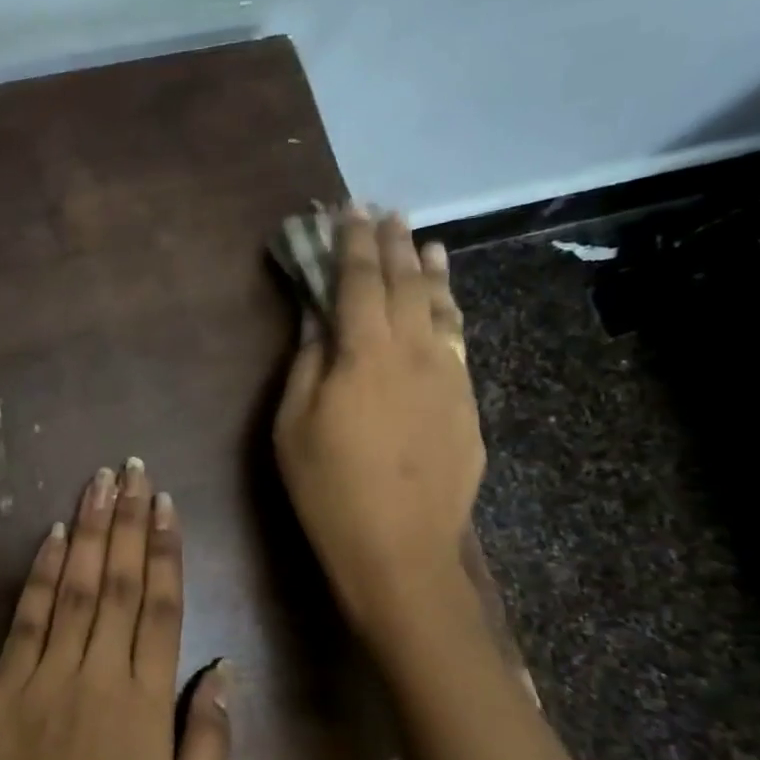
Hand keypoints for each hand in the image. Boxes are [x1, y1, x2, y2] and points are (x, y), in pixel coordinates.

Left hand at [0, 459, 231, 759]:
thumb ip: (207, 738)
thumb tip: (224, 667)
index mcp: (146, 704)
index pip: (162, 607)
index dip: (165, 550)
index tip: (165, 504)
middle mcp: (99, 675)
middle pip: (120, 582)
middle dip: (127, 521)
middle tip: (132, 469)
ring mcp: (47, 677)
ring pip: (76, 587)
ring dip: (89, 530)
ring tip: (97, 483)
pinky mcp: (4, 687)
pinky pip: (29, 618)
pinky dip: (43, 573)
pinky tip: (53, 535)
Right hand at [273, 204, 483, 630]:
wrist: (400, 549)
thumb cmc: (328, 489)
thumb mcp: (293, 426)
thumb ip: (307, 363)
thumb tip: (317, 318)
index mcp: (365, 353)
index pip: (359, 281)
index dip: (351, 242)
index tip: (348, 210)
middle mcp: (415, 350)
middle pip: (404, 283)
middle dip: (391, 244)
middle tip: (383, 212)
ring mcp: (449, 374)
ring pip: (441, 306)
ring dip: (429, 269)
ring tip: (424, 242)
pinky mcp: (467, 401)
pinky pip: (459, 338)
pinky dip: (450, 309)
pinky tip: (445, 302)